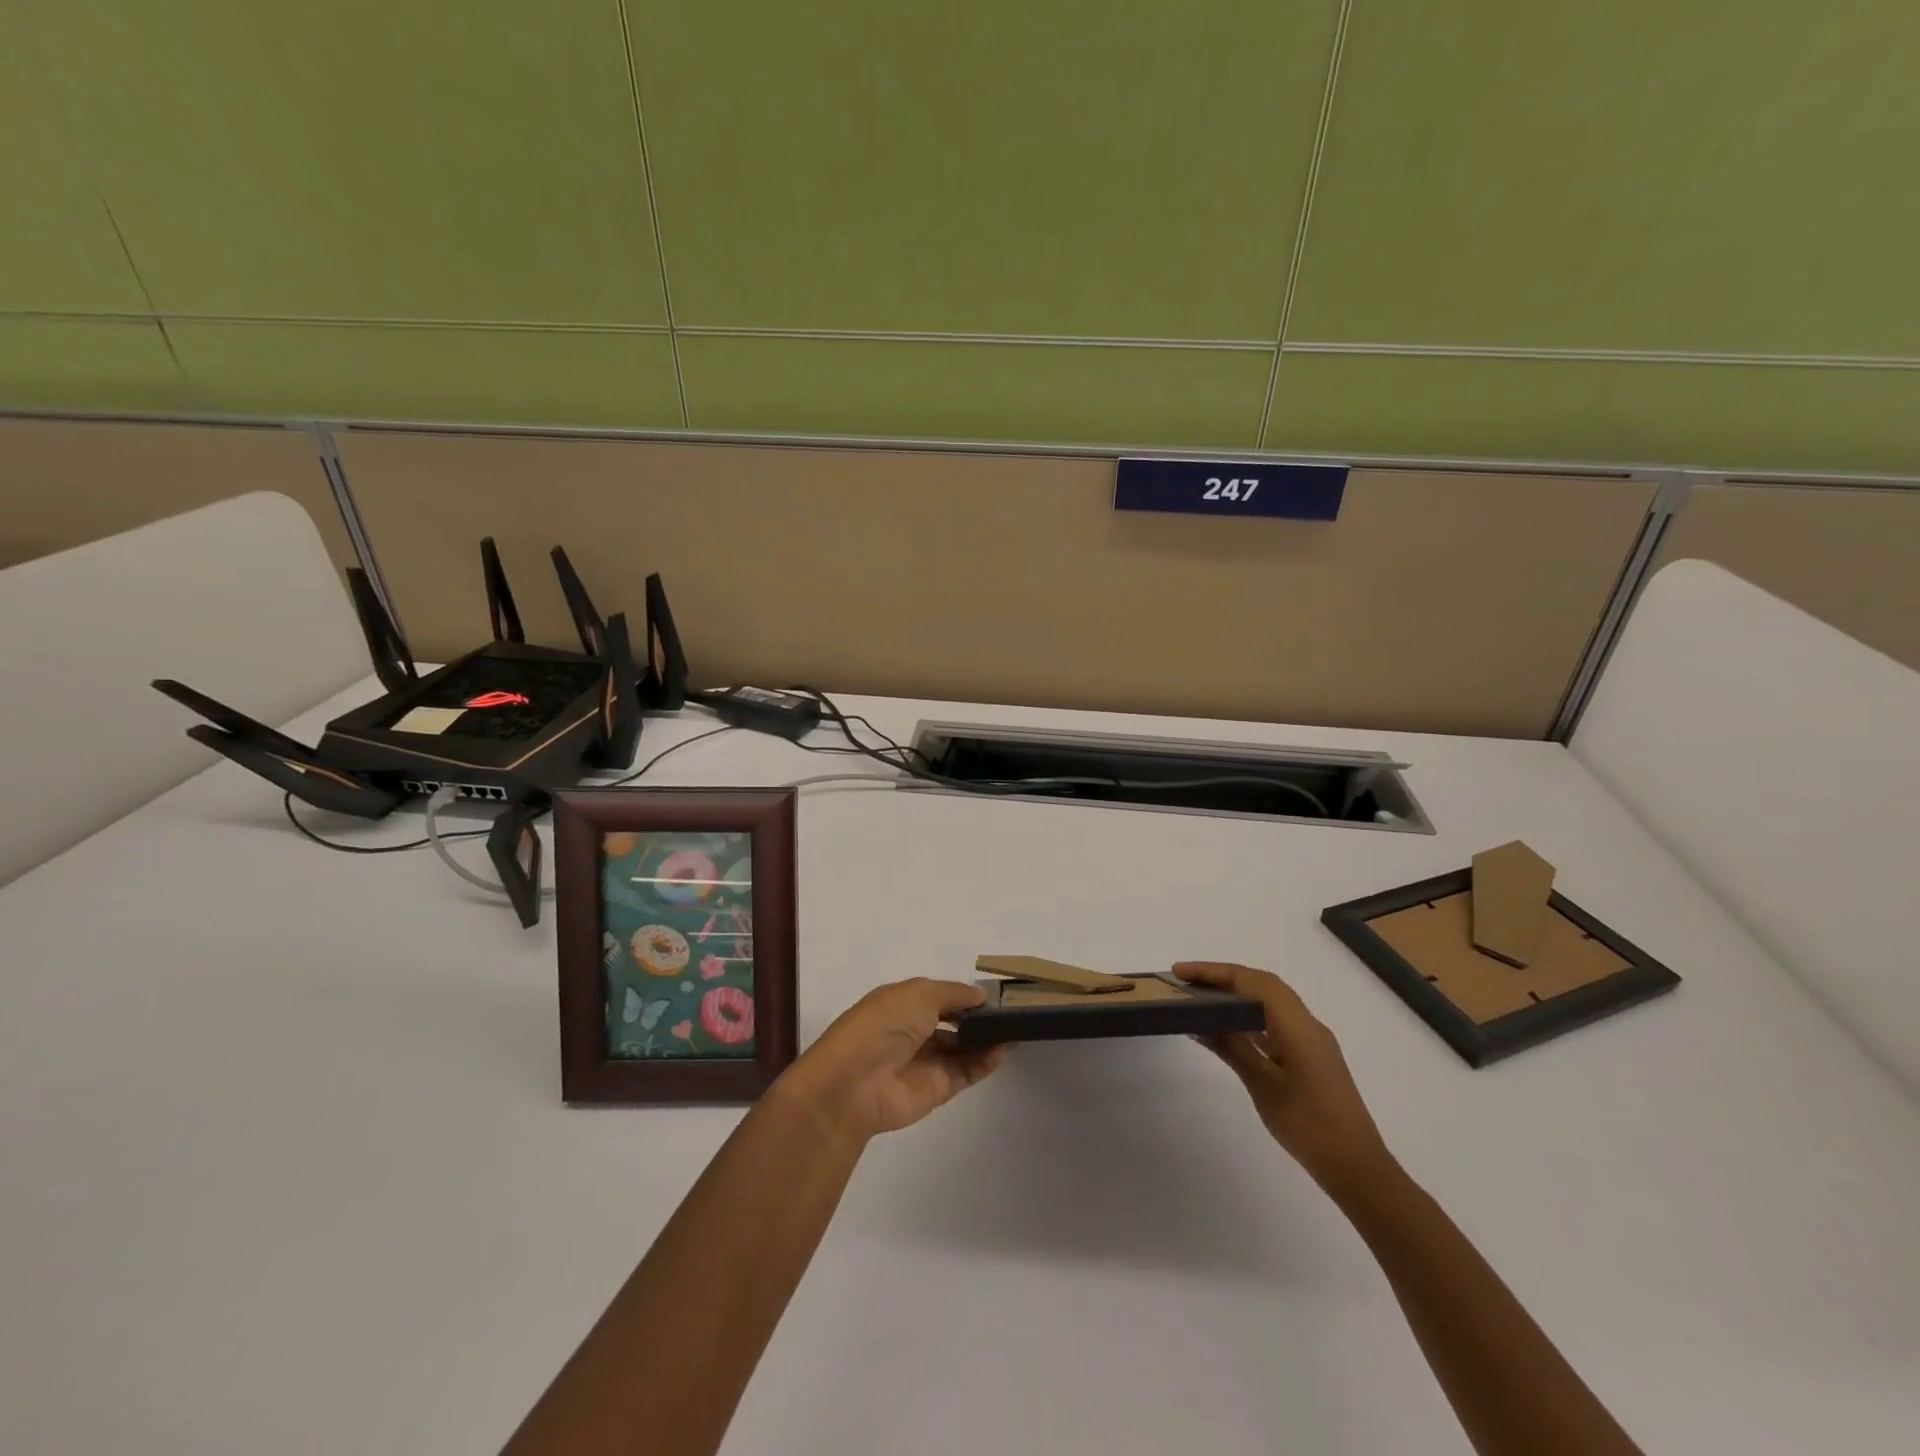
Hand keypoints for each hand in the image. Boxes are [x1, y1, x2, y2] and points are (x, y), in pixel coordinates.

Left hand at [775, 978, 1007, 1142]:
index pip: (940, 996)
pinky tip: (1005, 1048)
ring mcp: (926, 1060)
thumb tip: (980, 995)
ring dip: (987, 1038)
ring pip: (963, 1047)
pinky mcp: (937, 1089)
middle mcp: (914, 1030)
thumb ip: (954, 994)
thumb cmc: (883, 1025)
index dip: (964, 994)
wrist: (854, 1085)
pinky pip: (967, 1071)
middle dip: (979, 1016)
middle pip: (954, 1021)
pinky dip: (986, 1061)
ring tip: (1017, 1027)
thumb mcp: (919, 994)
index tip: (995, 992)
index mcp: (902, 1003)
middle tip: (1013, 1010)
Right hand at [1175, 962, 1394, 1194]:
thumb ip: (1232, 1048)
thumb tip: (1199, 1023)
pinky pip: (1277, 1021)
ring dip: (1238, 994)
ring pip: (1271, 1002)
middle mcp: (1307, 1023)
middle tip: (1186, 982)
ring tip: (1201, 1000)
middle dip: (1224, 977)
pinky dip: (1250, 1016)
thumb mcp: (1262, 1084)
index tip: (1180, 973)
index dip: (1215, 972)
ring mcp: (1312, 1040)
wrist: (1357, 1167)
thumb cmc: (1307, 1125)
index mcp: (1297, 1025)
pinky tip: (1229, 1029)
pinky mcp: (1312, 1057)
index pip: (1252, 982)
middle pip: (1263, 985)